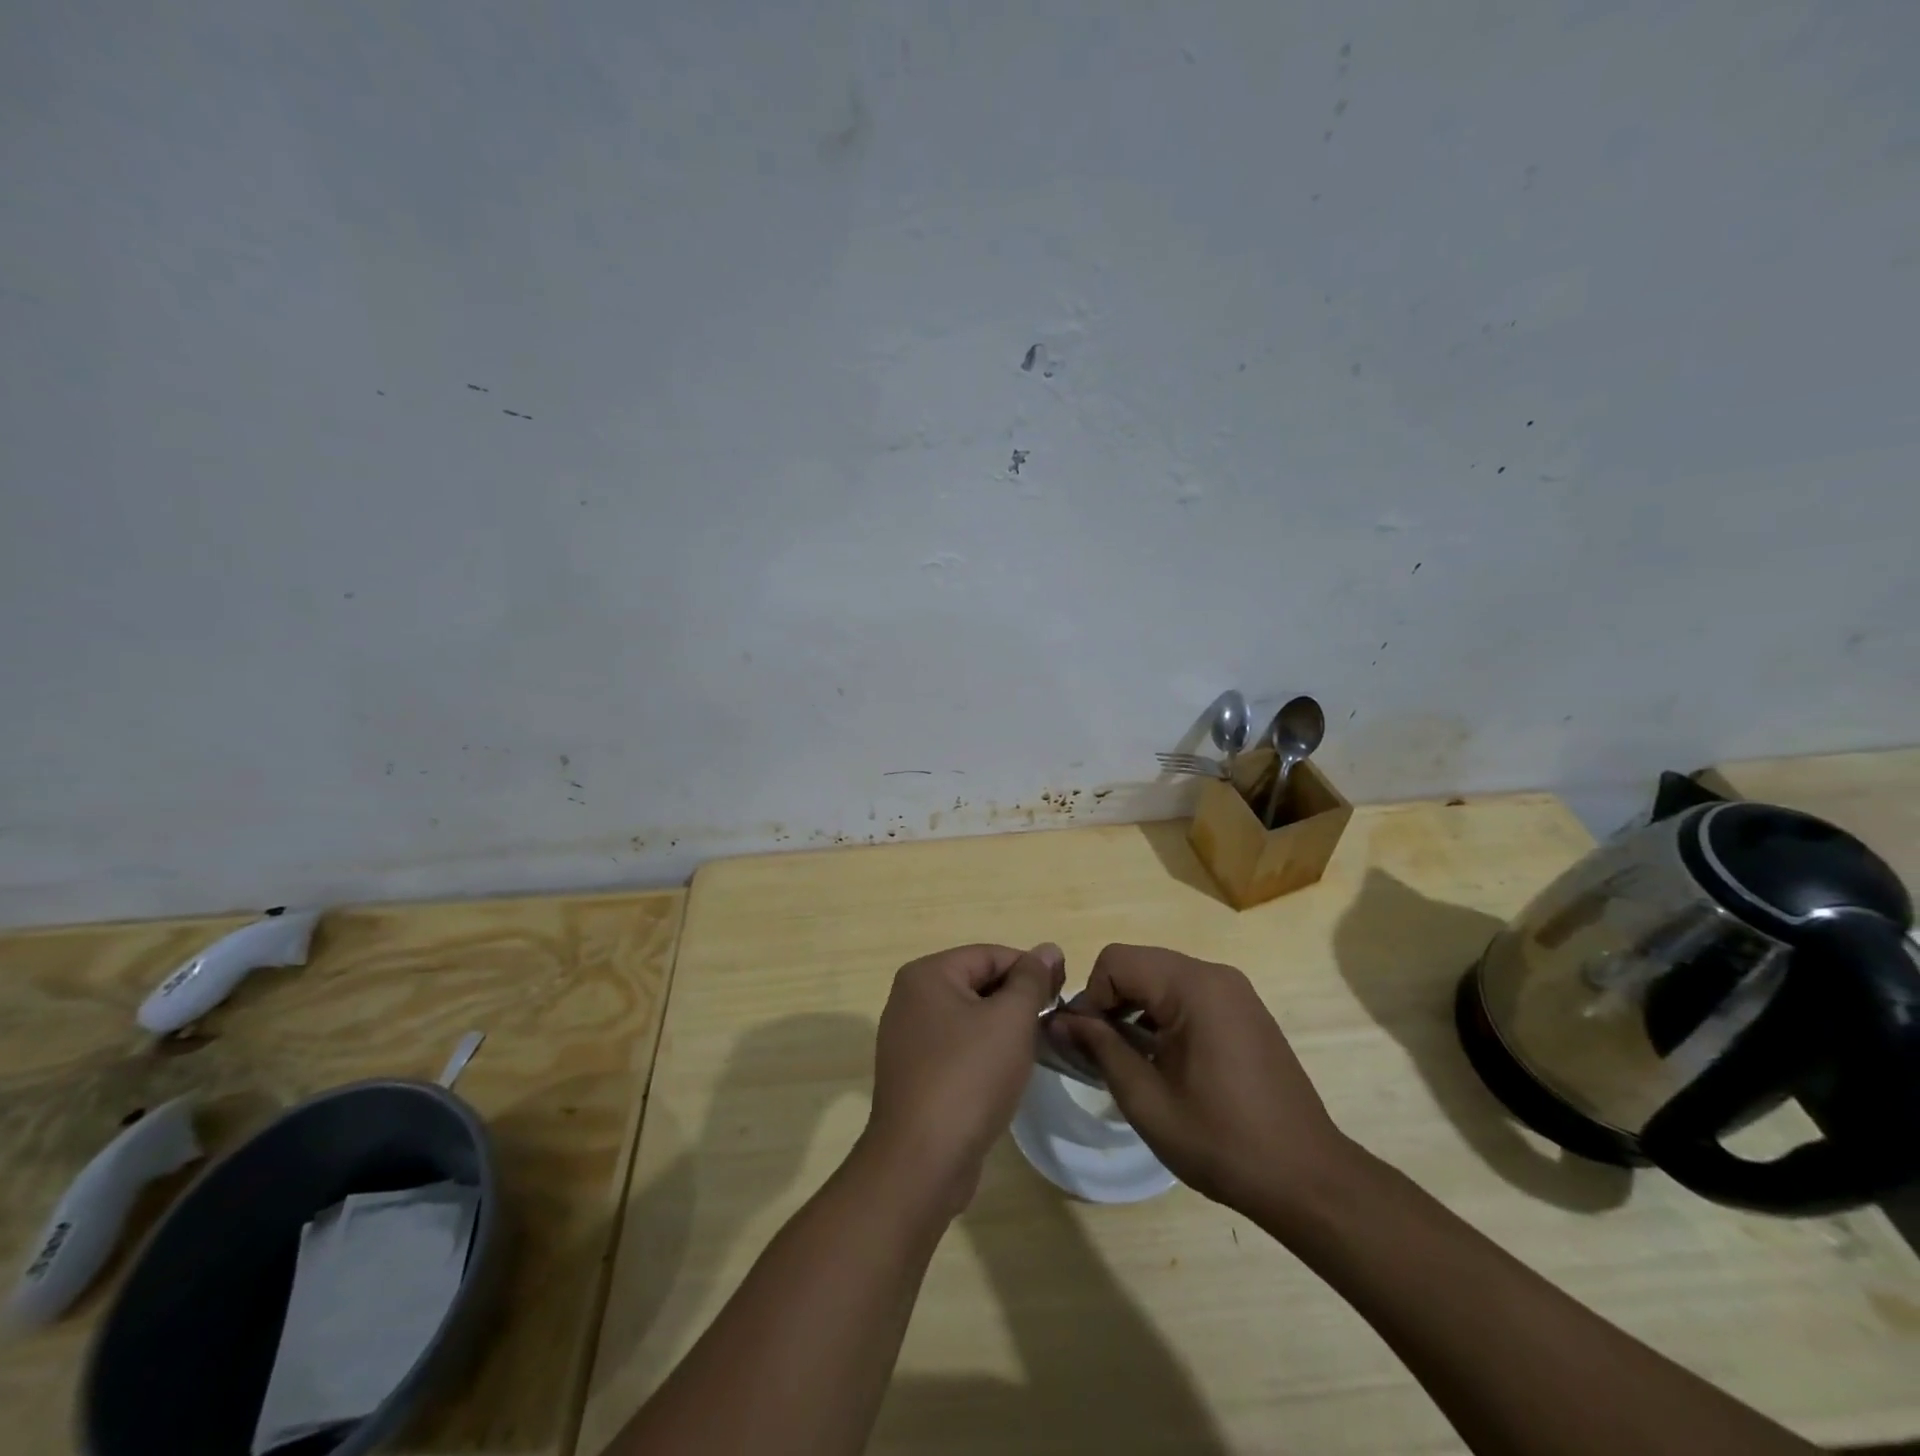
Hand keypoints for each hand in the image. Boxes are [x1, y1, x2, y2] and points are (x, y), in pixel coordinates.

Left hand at [859, 942, 1064, 1218]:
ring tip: (1036, 1048)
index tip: (1064, 993)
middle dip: (1017, 1000)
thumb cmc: (969, 1077)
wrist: (922, 1161)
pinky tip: (1006, 1075)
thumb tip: (1048, 949)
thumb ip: (1031, 980)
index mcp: (926, 975)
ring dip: (1003, 1028)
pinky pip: (957, 1049)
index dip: (1031, 970)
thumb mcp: (1011, 1019)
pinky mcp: (914, 1075)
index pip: (990, 955)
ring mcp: (907, 1039)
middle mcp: (910, 999)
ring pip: (969, 1019)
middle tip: (1053, 1023)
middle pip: (977, 984)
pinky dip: (984, 1054)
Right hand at [1062, 944, 1356, 1218]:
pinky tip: (1164, 1059)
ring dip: (1136, 1008)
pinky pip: (1188, 994)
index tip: (1087, 1043)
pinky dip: (1163, 1014)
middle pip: (1139, 964)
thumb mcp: (1146, 1099)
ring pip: (1161, 977)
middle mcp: (1215, 975)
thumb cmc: (1221, 1141)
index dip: (1091, 996)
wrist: (1307, 1179)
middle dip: (1111, 1001)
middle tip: (1102, 1052)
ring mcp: (1235, 991)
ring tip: (1130, 1059)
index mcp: (1193, 987)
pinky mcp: (1245, 1010)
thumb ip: (1100, 1048)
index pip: (1116, 961)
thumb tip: (1059, 1021)